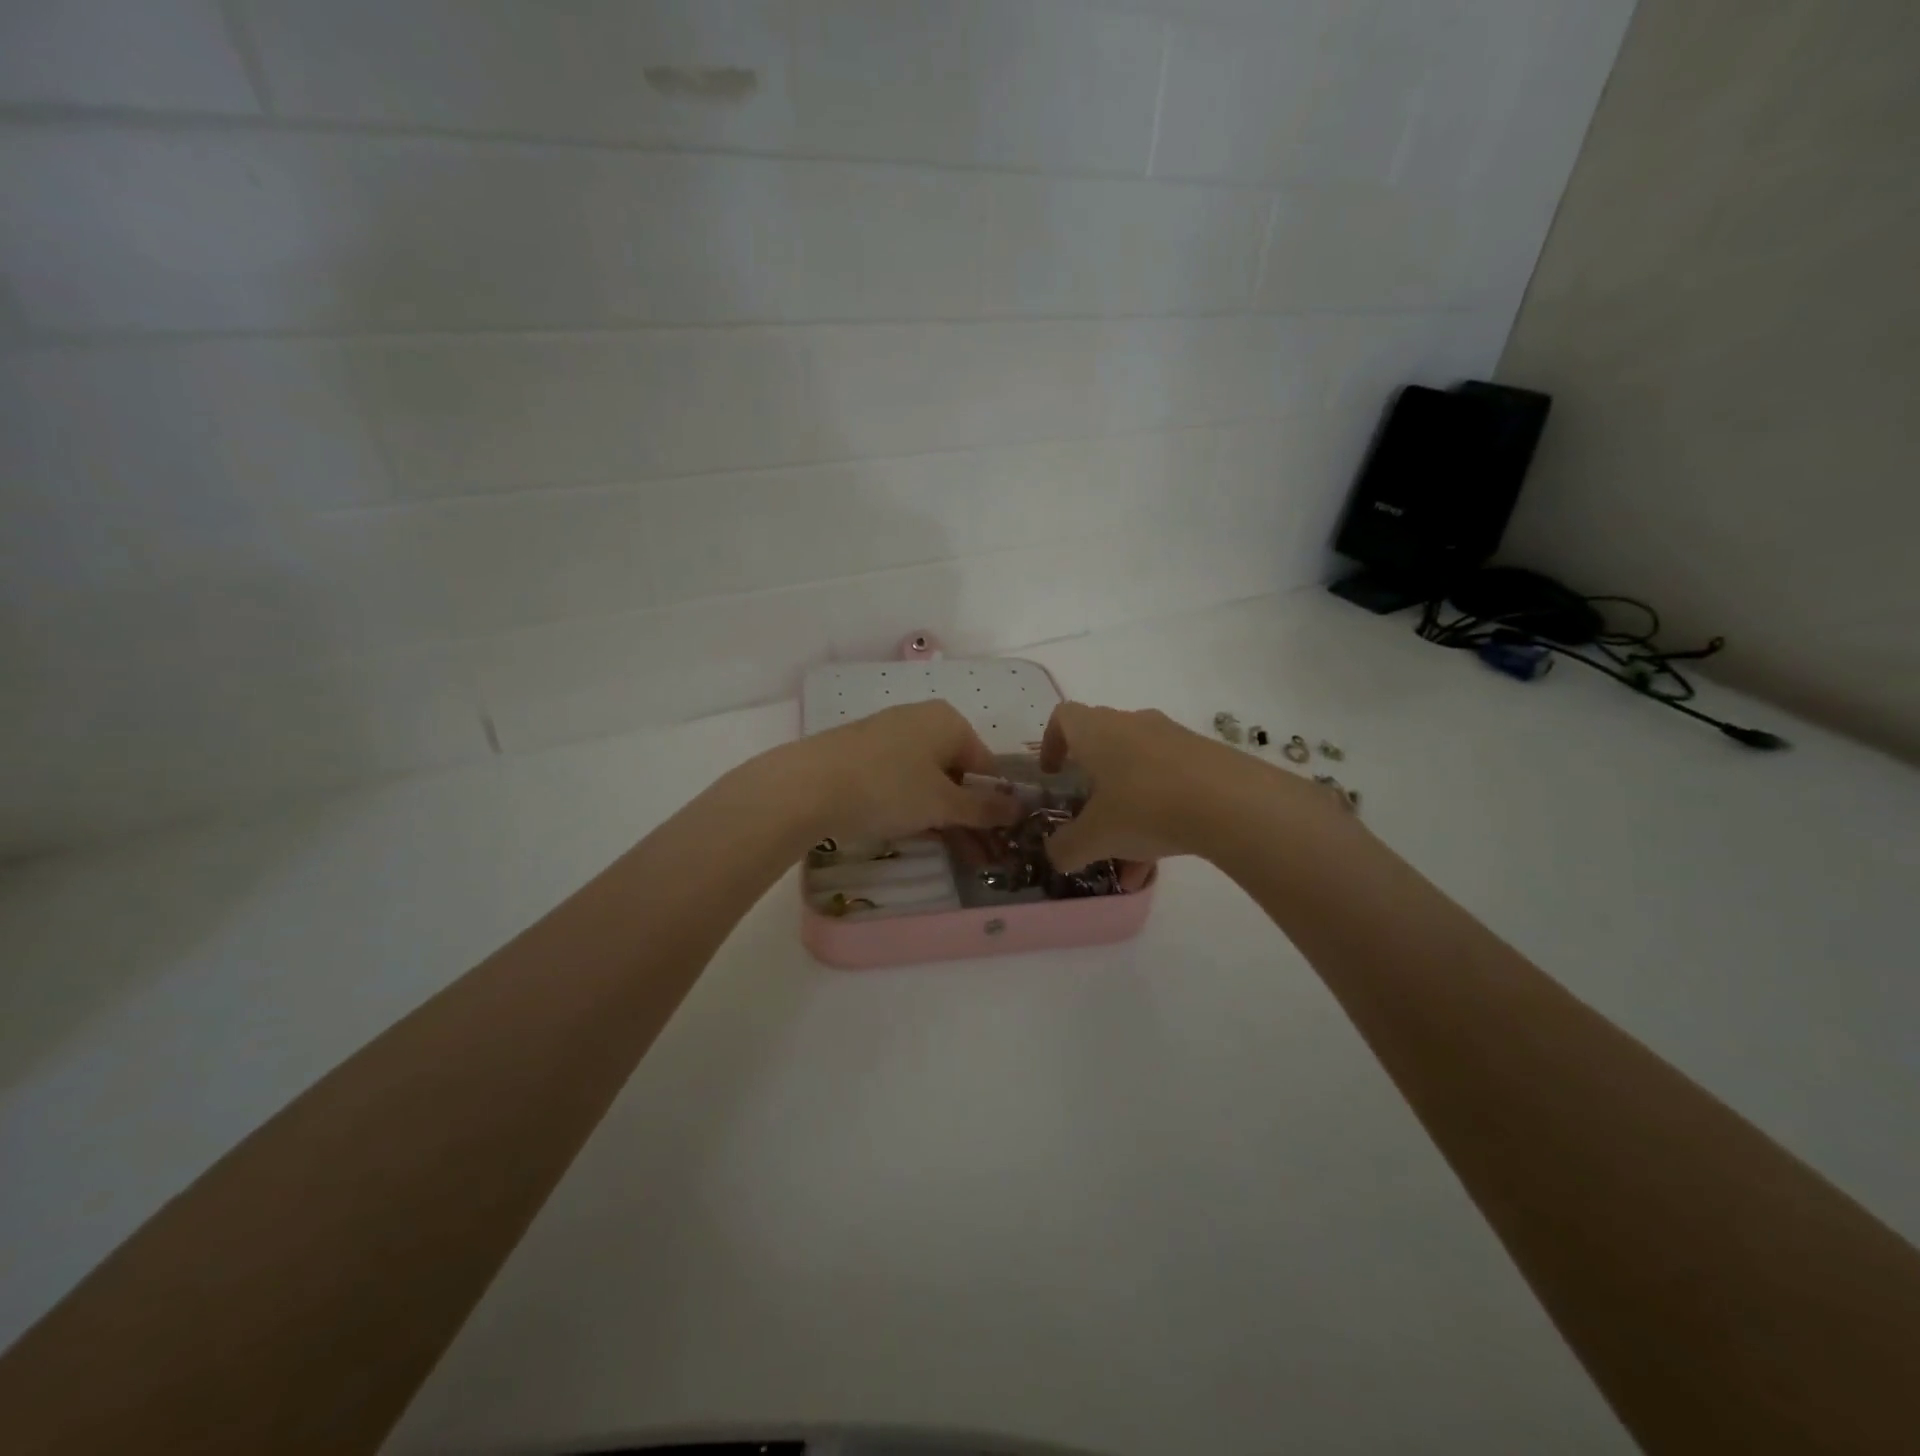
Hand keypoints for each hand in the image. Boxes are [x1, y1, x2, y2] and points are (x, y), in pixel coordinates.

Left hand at [789, 700, 1020, 845]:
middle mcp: (921, 718)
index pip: (986, 765)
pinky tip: (906, 829)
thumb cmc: (888, 788)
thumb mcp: (942, 804)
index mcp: (949, 721)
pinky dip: (910, 804)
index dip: (993, 804)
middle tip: (974, 854)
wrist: (807, 786)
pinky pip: (899, 779)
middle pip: (956, 771)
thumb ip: (984, 808)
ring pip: (927, 778)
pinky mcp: (861, 751)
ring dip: (941, 814)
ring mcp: (888, 733)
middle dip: (967, 814)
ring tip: (944, 850)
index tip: (994, 841)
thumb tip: (1021, 808)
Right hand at [1038, 702, 1236, 871]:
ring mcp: (1172, 738)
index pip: (1064, 717)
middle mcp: (1132, 724)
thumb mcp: (1095, 837)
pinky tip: (1165, 856)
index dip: (1052, 743)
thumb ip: (1067, 847)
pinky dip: (1159, 814)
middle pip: (1102, 746)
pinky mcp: (1205, 757)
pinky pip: (1169, 782)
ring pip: (1138, 771)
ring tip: (1131, 861)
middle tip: (1090, 819)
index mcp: (1096, 732)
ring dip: (1128, 810)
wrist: (1232, 802)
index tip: (1054, 774)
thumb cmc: (1145, 807)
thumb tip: (1055, 855)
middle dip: (1093, 786)